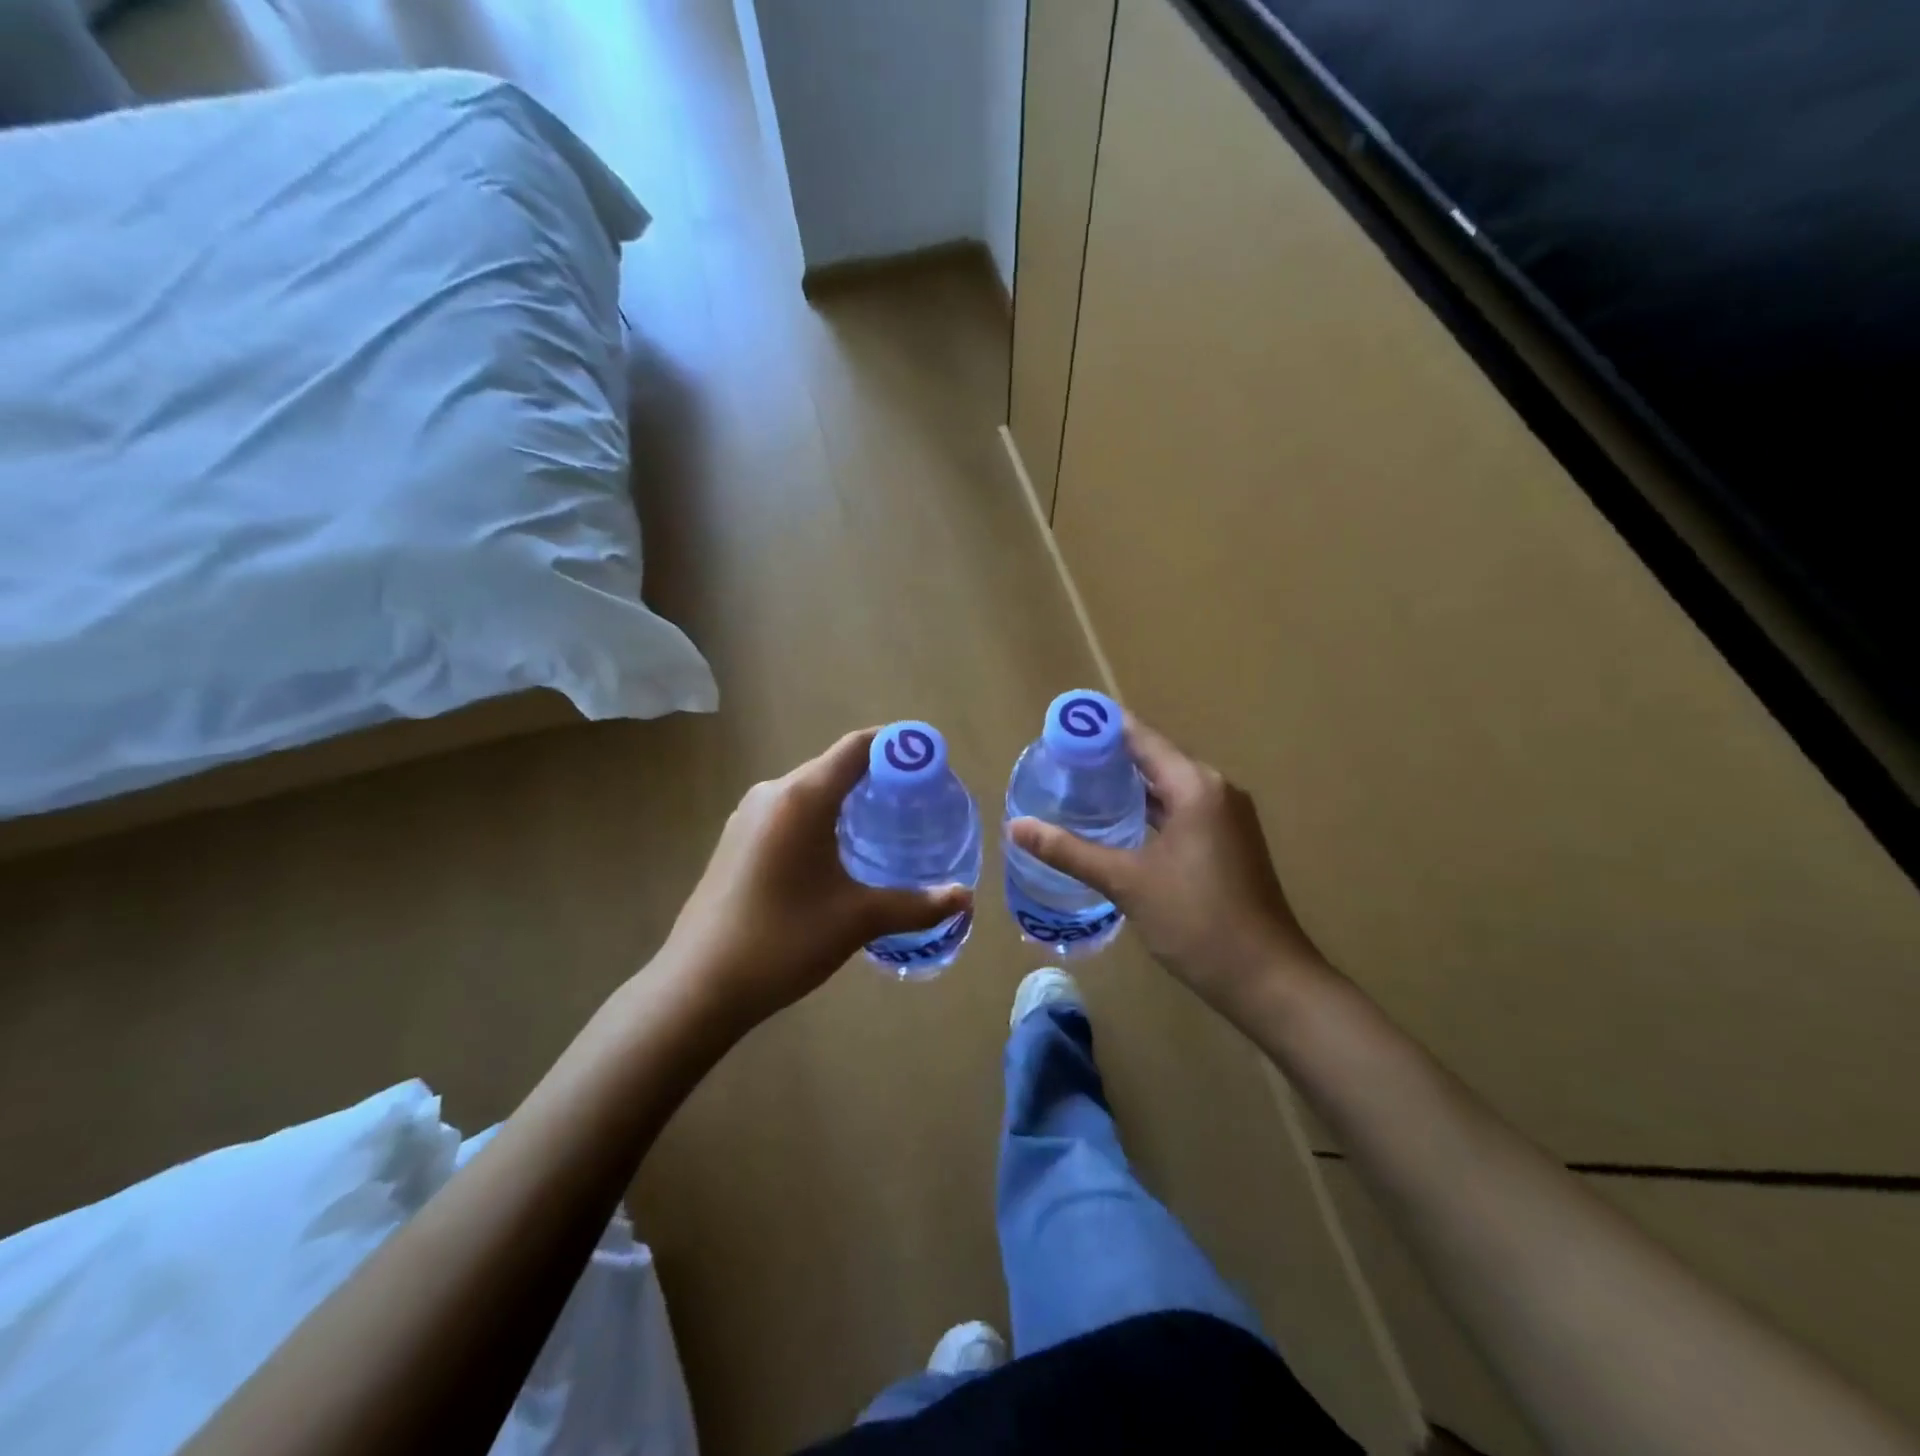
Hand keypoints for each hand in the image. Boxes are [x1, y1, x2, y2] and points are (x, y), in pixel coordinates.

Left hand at [659, 728, 972, 1030]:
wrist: (698, 986)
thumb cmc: (783, 941)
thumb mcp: (857, 920)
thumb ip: (916, 905)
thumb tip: (965, 899)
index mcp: (802, 797)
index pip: (857, 747)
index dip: (897, 745)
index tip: (931, 761)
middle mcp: (772, 793)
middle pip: (834, 767)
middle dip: (878, 777)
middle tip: (918, 803)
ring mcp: (747, 816)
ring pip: (810, 791)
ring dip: (848, 800)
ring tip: (885, 827)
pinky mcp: (736, 840)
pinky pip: (788, 812)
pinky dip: (821, 818)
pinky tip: (837, 854)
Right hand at [1008, 715, 1329, 1023]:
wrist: (1266, 978)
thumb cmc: (1196, 921)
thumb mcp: (1126, 882)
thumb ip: (1069, 851)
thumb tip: (1015, 827)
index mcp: (1196, 786)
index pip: (1142, 738)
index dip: (1102, 728)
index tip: (1063, 724)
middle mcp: (1216, 790)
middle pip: (1156, 758)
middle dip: (1111, 757)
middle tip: (1061, 759)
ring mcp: (1227, 817)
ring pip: (1170, 787)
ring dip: (1130, 785)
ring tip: (1081, 785)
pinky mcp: (1229, 842)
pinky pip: (1182, 810)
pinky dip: (1150, 809)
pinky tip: (1119, 822)